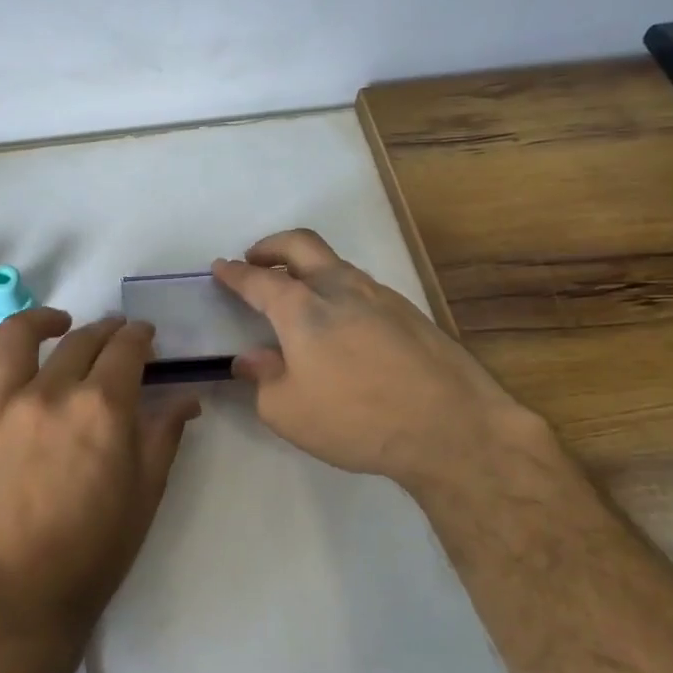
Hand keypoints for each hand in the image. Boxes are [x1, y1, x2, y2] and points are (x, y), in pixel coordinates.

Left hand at [0, 308, 200, 641]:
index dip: (139, 336)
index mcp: (102, 409)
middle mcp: (50, 392)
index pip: (125, 349)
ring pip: (18, 335)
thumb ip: (164, 433)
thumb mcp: (145, 493)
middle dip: (106, 331)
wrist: (17, 595)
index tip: (144, 336)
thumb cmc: (93, 550)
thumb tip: (187, 397)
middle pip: (81, 340)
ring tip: (57, 323)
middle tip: (114, 337)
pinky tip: (9, 346)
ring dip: (44, 319)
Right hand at [213, 229, 541, 493]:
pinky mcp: (409, 312)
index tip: (221, 268)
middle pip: (301, 245)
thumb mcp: (288, 411)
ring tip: (297, 295)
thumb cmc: (356, 419)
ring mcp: (380, 295)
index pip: (258, 280)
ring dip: (308, 269)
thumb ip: (263, 379)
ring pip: (335, 264)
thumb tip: (251, 358)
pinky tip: (340, 325)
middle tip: (256, 259)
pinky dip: (338, 291)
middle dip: (272, 246)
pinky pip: (361, 288)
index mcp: (302, 309)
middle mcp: (340, 288)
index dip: (235, 273)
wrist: (452, 427)